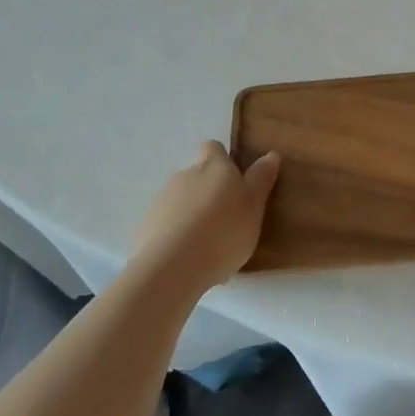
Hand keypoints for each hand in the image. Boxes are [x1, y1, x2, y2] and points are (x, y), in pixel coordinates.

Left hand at [133, 142, 280, 291]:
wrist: (172, 267)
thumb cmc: (223, 232)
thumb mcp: (254, 206)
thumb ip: (261, 179)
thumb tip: (270, 154)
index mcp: (213, 166)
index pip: (213, 148)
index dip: (222, 160)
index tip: (233, 181)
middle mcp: (184, 175)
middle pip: (196, 175)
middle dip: (207, 191)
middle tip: (225, 219)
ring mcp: (160, 200)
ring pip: (179, 201)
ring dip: (190, 214)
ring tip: (206, 246)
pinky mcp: (144, 227)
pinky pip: (164, 225)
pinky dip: (174, 236)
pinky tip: (186, 260)